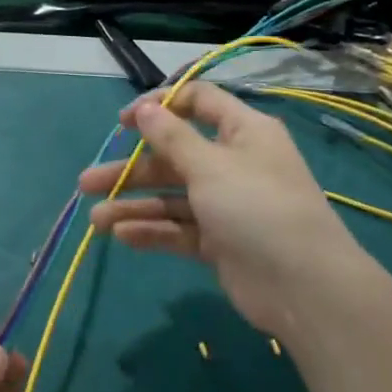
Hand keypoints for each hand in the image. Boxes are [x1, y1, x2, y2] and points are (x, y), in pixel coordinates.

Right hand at [79, 83, 379, 339]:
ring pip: (171, 197)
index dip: (159, 106)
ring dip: (134, 205)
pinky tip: (122, 236)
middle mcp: (234, 163)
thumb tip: (146, 107)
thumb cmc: (257, 208)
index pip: (198, 103)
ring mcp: (226, 205)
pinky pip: (179, 228)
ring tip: (95, 219)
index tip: (123, 122)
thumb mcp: (210, 165)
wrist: (304, 288)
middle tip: (87, 182)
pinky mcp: (220, 241)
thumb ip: (172, 137)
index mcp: (242, 132)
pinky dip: (153, 230)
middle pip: (174, 157)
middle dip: (131, 170)